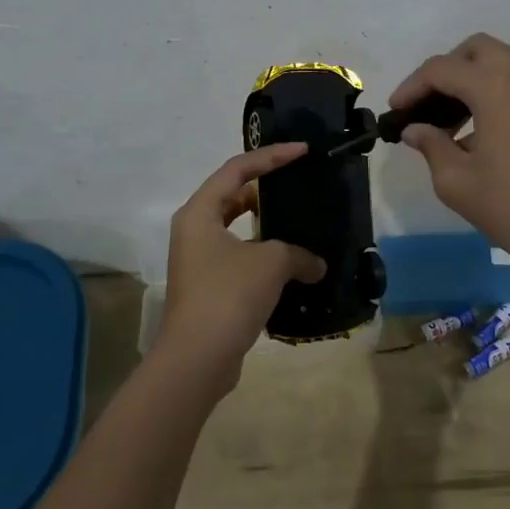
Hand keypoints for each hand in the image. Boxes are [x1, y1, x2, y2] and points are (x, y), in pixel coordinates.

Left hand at [158, 143, 326, 389]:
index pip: (237, 169)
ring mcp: (198, 260)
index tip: (302, 150)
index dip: (271, 156)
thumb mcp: (271, 263)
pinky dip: (263, 254)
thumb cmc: (229, 294)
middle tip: (297, 182)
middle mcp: (193, 230)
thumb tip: (316, 265)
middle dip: (265, 186)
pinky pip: (239, 256)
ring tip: (297, 220)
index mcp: (200, 212)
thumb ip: (298, 254)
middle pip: (231, 195)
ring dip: (265, 224)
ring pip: (235, 228)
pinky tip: (291, 263)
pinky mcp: (208, 286)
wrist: (197, 358)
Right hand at [389, 33, 509, 263]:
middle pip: (475, 50)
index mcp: (495, 86)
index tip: (395, 111)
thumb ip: (431, 146)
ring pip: (499, 63)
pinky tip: (477, 131)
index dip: (411, 86)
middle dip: (444, 70)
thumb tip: (416, 130)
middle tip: (425, 104)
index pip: (441, 69)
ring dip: (469, 79)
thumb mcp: (457, 181)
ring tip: (447, 121)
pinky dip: (492, 91)